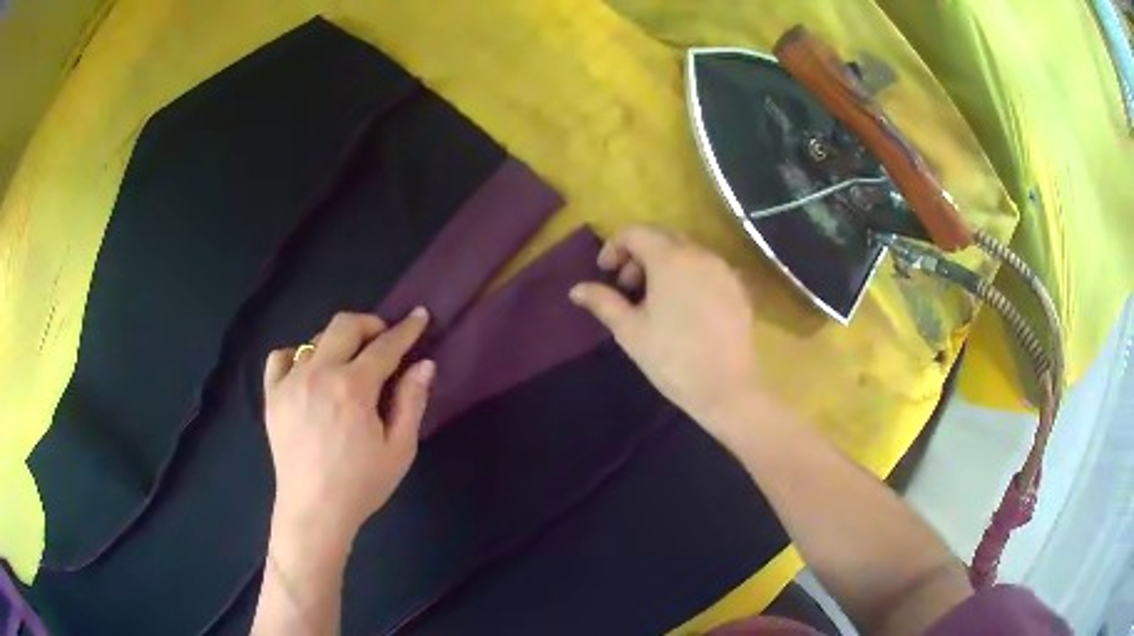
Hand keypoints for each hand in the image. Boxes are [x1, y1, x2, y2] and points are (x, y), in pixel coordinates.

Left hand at [262, 309, 434, 548]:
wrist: (314, 511)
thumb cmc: (362, 484)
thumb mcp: (399, 449)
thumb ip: (412, 401)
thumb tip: (423, 364)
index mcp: (353, 387)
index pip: (385, 345)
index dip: (406, 329)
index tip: (419, 315)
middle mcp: (319, 373)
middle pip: (345, 325)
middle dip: (370, 324)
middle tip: (384, 338)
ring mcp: (290, 381)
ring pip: (315, 340)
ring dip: (338, 342)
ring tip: (349, 363)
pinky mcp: (272, 395)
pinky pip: (281, 357)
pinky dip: (297, 355)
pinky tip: (308, 372)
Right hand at [570, 226, 762, 437]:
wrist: (727, 389)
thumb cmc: (672, 359)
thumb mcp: (630, 331)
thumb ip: (603, 302)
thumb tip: (576, 289)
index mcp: (670, 259)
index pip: (636, 232)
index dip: (614, 247)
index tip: (606, 273)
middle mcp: (700, 254)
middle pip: (663, 238)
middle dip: (639, 255)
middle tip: (628, 288)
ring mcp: (724, 270)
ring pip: (687, 252)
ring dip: (665, 265)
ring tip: (656, 300)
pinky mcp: (739, 288)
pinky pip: (708, 269)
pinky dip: (689, 276)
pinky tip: (685, 308)